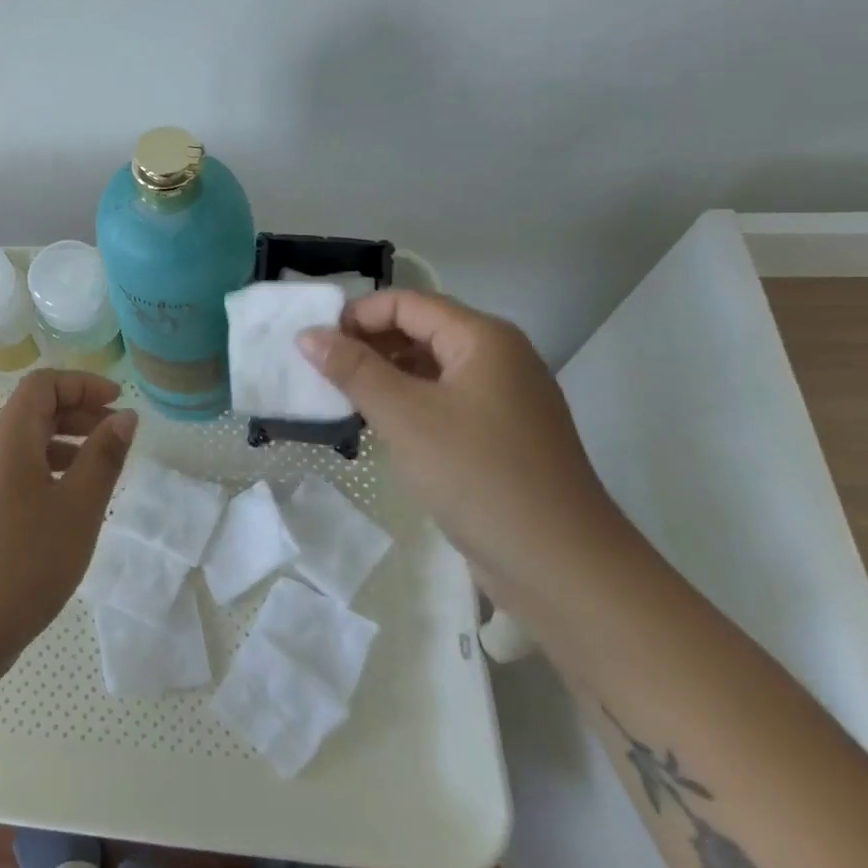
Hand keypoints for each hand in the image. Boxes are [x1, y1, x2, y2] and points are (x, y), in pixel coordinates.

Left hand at [0, 369, 137, 673]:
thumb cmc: (26, 560)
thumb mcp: (79, 506)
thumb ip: (104, 456)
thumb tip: (125, 417)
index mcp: (9, 438)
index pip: (43, 384)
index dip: (83, 384)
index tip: (119, 403)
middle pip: (34, 409)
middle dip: (79, 411)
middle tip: (118, 435)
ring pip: (27, 442)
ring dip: (67, 442)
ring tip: (102, 469)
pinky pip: (19, 470)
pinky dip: (51, 469)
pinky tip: (73, 501)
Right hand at [298, 291, 623, 589]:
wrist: (560, 564)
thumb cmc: (478, 475)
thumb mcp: (405, 416)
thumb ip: (354, 370)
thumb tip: (307, 334)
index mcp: (483, 338)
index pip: (406, 303)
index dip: (356, 316)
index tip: (314, 346)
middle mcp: (498, 357)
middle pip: (420, 330)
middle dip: (368, 345)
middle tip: (321, 373)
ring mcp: (503, 397)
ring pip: (430, 367)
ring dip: (384, 375)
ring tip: (341, 399)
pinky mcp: (500, 434)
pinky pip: (444, 400)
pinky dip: (407, 403)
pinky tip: (378, 426)